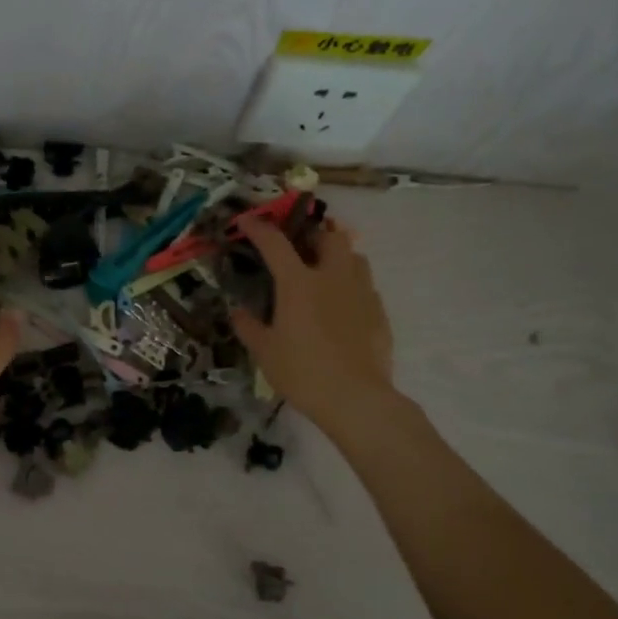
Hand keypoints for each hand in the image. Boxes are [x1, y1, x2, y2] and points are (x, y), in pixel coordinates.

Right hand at [229, 217, 396, 435]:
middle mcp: (332, 277)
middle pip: (330, 236)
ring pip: (354, 256)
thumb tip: (237, 312)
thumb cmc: (302, 371)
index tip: (245, 220)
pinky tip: (342, 308)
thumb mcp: (264, 352)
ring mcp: (361, 292)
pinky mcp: (379, 312)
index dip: (258, 227)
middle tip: (300, 248)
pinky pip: (366, 286)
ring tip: (324, 273)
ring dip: (338, 256)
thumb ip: (248, 326)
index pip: (274, 243)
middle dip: (314, 234)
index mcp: (298, 283)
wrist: (356, 398)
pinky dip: (352, 287)